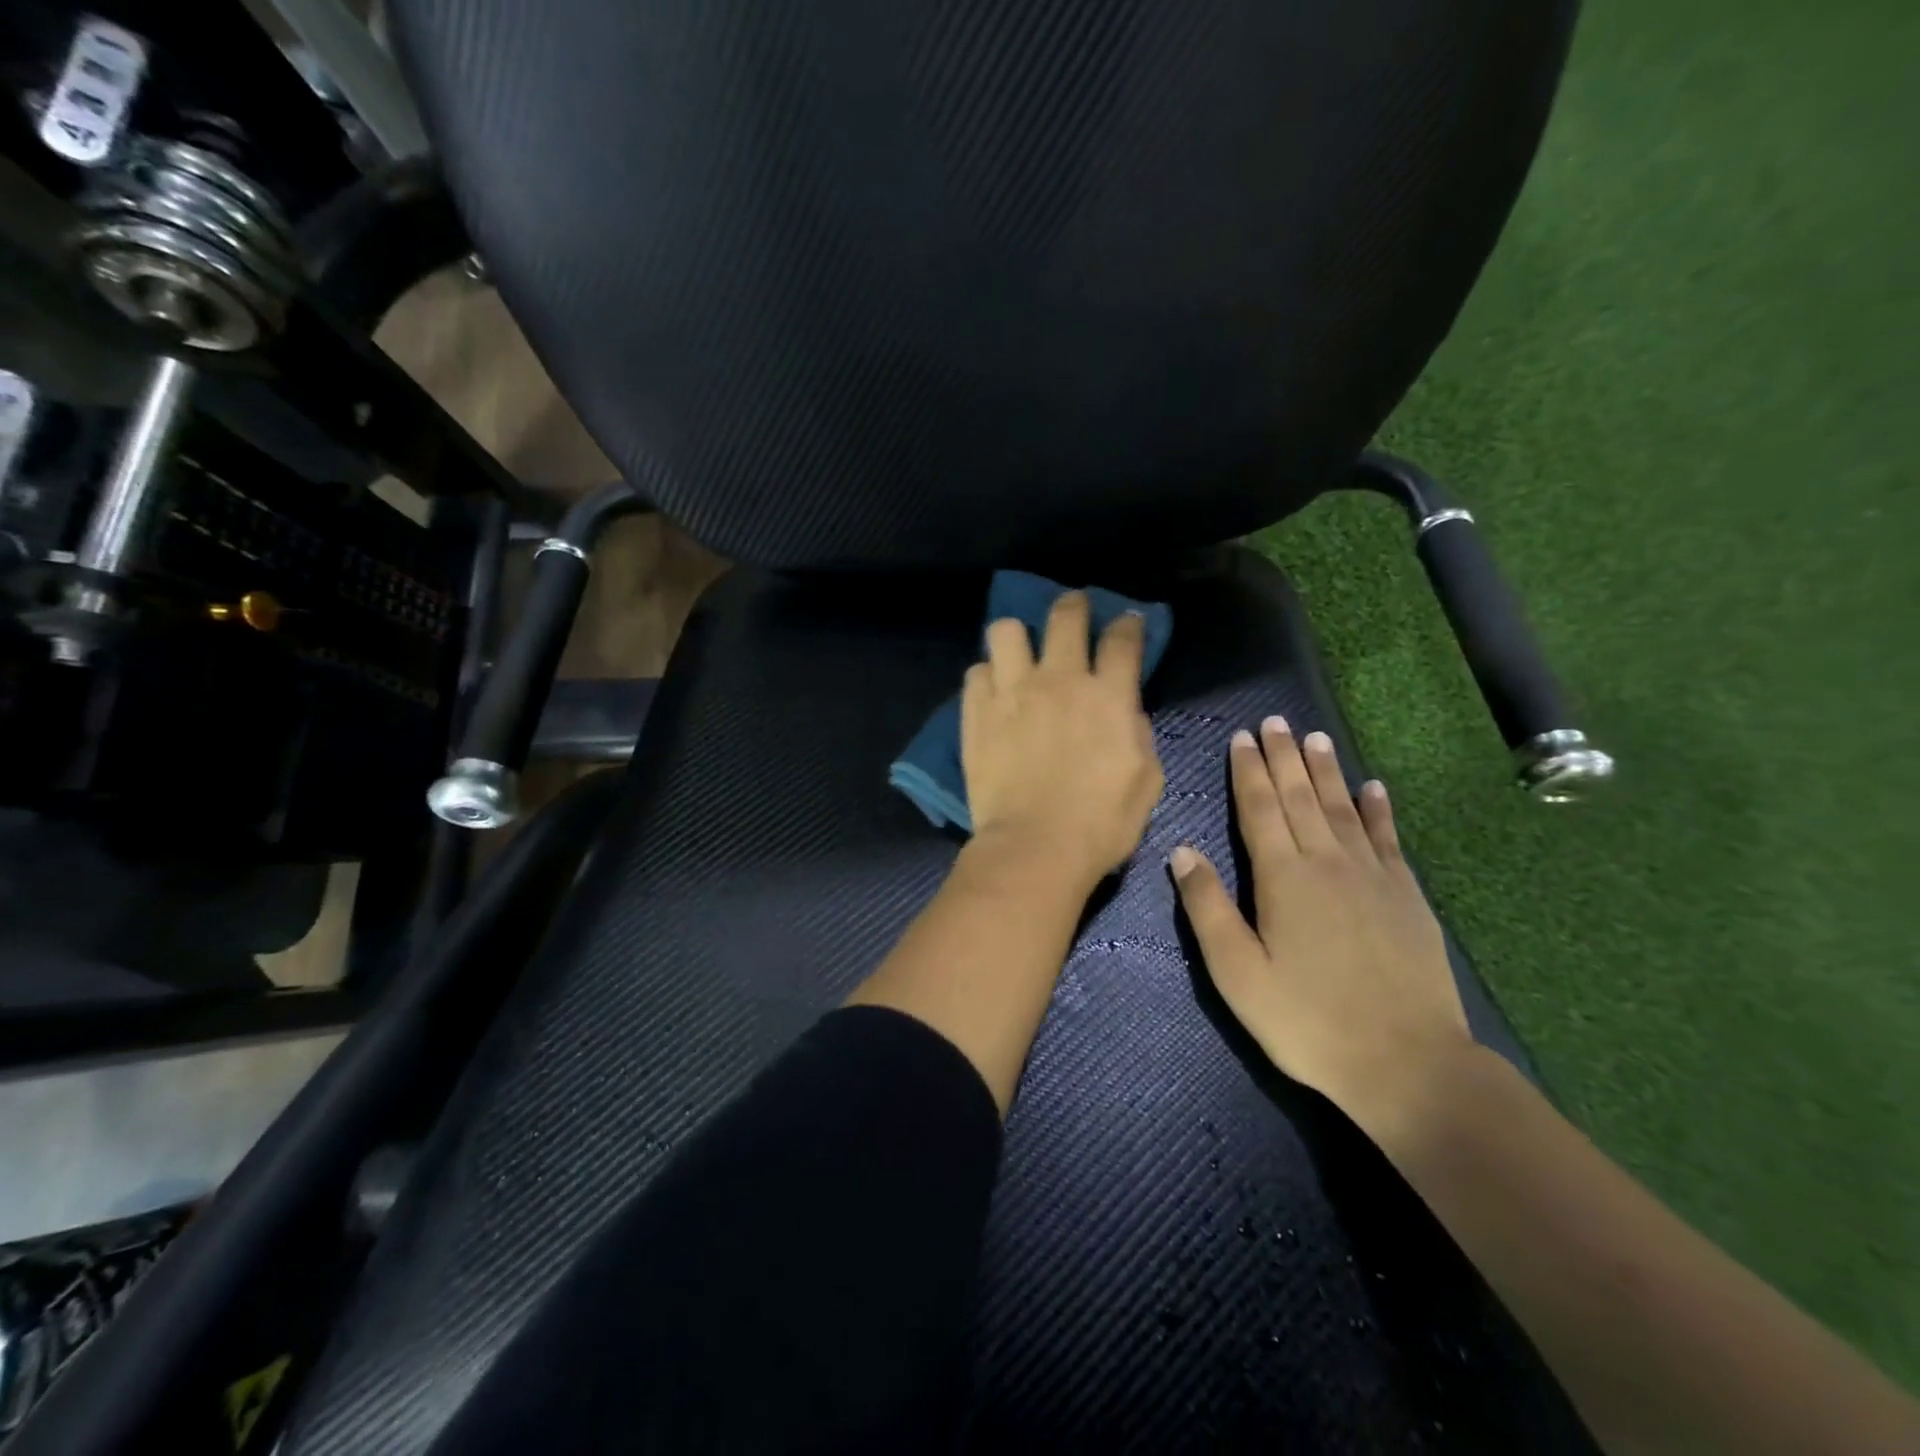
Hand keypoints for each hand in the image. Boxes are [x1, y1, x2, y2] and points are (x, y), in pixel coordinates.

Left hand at [961, 591, 1164, 886]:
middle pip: (1065, 616)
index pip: (1122, 639)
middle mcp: (1060, 680)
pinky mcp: (977, 712)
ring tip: (1019, 651)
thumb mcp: (1145, 780)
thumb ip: (1138, 733)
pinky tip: (993, 691)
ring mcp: (1012, 691)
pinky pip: (976, 672)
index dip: (1127, 624)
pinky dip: (986, 676)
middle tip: (1073, 609)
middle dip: (1073, 605)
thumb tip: (1125, 710)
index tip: (1126, 621)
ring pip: (1006, 630)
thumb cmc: (1101, 824)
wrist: (1035, 847)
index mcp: (1109, 695)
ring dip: (1017, 635)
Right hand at [1168, 718, 1471, 1123]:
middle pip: (1300, 797)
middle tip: (1275, 722)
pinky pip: (1387, 838)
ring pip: (1342, 808)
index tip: (1242, 737)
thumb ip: (1207, 907)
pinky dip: (1378, 809)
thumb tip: (1181, 851)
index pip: (1259, 809)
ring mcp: (1372, 876)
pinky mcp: (1407, 896)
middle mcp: (1327, 862)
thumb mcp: (1238, 973)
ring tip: (1315, 738)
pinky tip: (1374, 787)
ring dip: (1326, 771)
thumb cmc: (1307, 1021)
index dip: (1248, 771)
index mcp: (1282, 877)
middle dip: (1283, 757)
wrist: (1408, 1064)